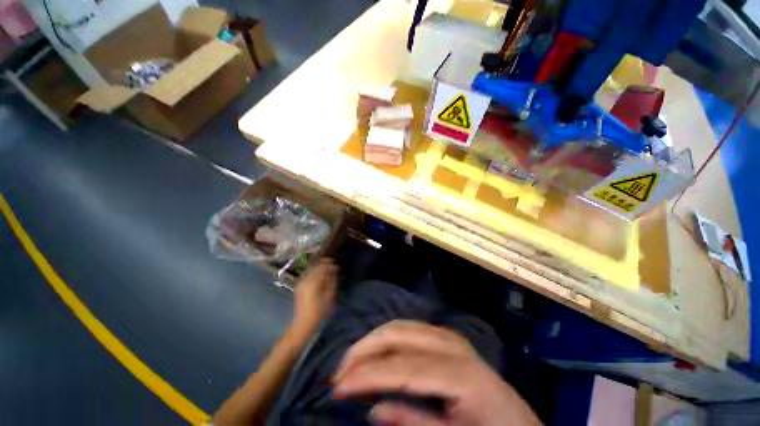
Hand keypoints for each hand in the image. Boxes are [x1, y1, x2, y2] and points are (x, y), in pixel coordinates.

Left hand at [293, 258, 338, 330]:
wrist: (303, 322)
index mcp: (314, 281)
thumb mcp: (329, 295)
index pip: (322, 267)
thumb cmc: (319, 310)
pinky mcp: (299, 285)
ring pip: (310, 269)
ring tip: (326, 270)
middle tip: (331, 265)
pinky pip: (307, 274)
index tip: (335, 264)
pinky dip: (313, 272)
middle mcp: (305, 279)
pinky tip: (318, 275)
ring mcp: (300, 282)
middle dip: (324, 264)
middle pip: (315, 266)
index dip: (329, 263)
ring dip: (318, 267)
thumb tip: (334, 270)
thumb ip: (332, 280)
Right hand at [333, 320, 540, 425]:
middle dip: (365, 349)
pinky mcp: (447, 337)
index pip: (401, 367)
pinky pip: (411, 328)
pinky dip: (389, 336)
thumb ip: (414, 422)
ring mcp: (449, 337)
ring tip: (353, 360)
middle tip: (340, 371)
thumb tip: (373, 409)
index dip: (367, 374)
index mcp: (459, 373)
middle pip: (399, 335)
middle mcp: (452, 345)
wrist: (519, 421)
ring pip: (402, 326)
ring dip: (374, 340)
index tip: (338, 385)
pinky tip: (378, 350)